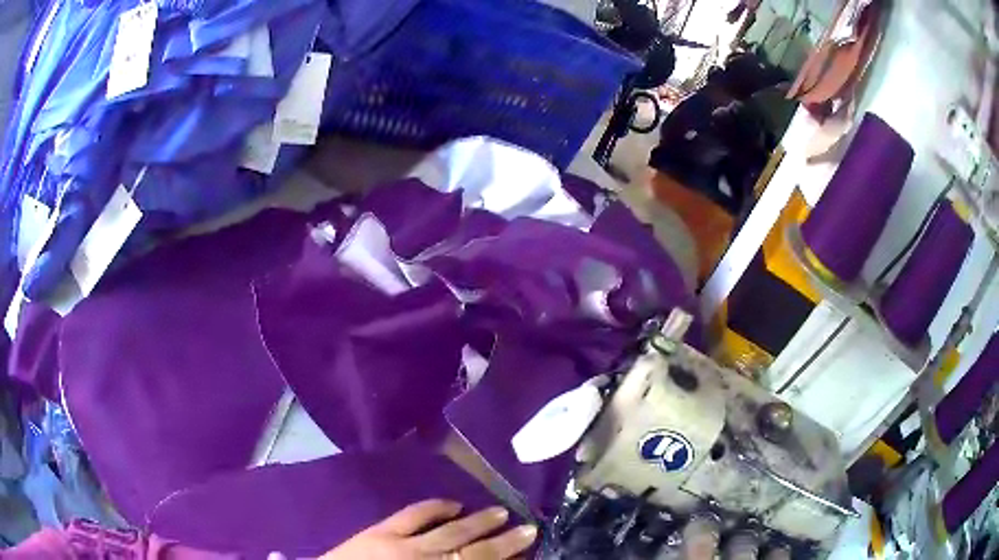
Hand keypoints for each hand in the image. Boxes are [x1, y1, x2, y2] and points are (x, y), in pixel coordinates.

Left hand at [320, 500, 537, 558]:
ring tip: (502, 511)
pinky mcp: (381, 531)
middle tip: (530, 528)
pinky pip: (414, 514)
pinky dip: (436, 507)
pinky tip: (453, 503)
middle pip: (473, 551)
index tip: (528, 549)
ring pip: (450, 531)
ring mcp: (403, 544)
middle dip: (504, 542)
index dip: (504, 558)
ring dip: (478, 521)